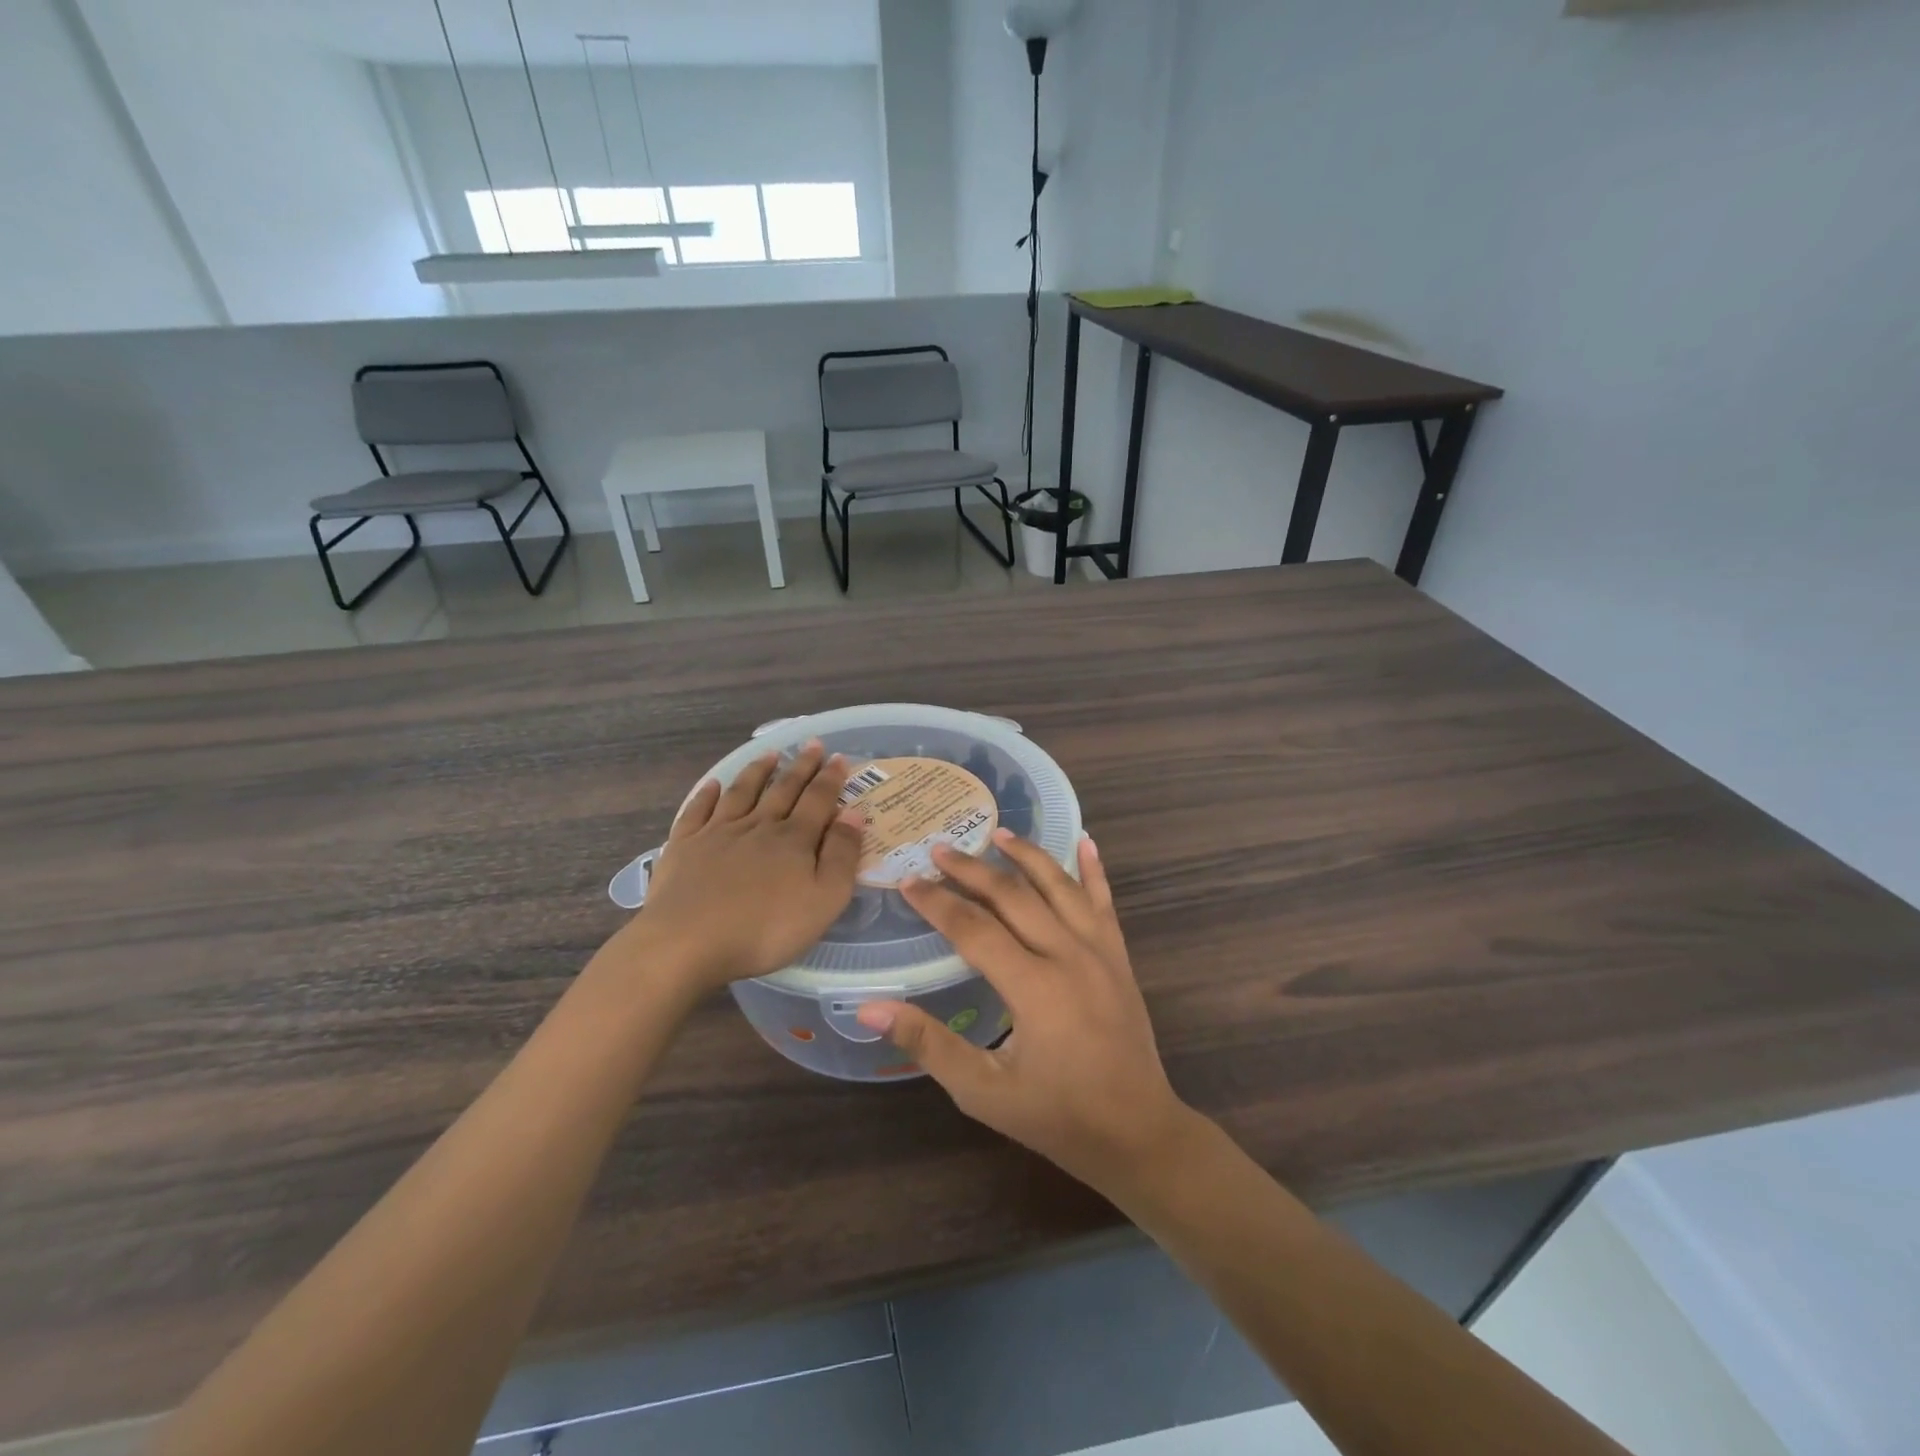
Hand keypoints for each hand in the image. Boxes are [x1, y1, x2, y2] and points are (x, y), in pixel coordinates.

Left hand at [627, 741, 864, 992]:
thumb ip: (842, 855)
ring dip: (758, 771)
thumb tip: (853, 812)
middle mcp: (757, 826)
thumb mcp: (824, 900)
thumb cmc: (765, 929)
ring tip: (770, 754)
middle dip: (800, 766)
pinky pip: (697, 810)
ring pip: (742, 792)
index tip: (839, 757)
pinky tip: (713, 785)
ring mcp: (717, 833)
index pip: (818, 799)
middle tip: (811, 744)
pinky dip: (707, 794)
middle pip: (783, 789)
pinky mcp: (684, 846)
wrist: (687, 943)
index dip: (830, 778)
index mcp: (793, 839)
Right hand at [855, 830, 1196, 1197]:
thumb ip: (928, 1044)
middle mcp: (1068, 955)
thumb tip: (871, 1007)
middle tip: (940, 848)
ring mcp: (1100, 951)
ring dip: (1028, 856)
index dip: (937, 902)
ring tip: (999, 833)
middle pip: (1014, 896)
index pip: (974, 929)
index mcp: (1034, 987)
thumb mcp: (983, 1091)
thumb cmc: (1057, 1117)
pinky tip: (1085, 842)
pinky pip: (1104, 902)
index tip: (908, 881)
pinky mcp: (1120, 957)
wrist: (1138, 1133)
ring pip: (1060, 887)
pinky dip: (1093, 870)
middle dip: (973, 870)